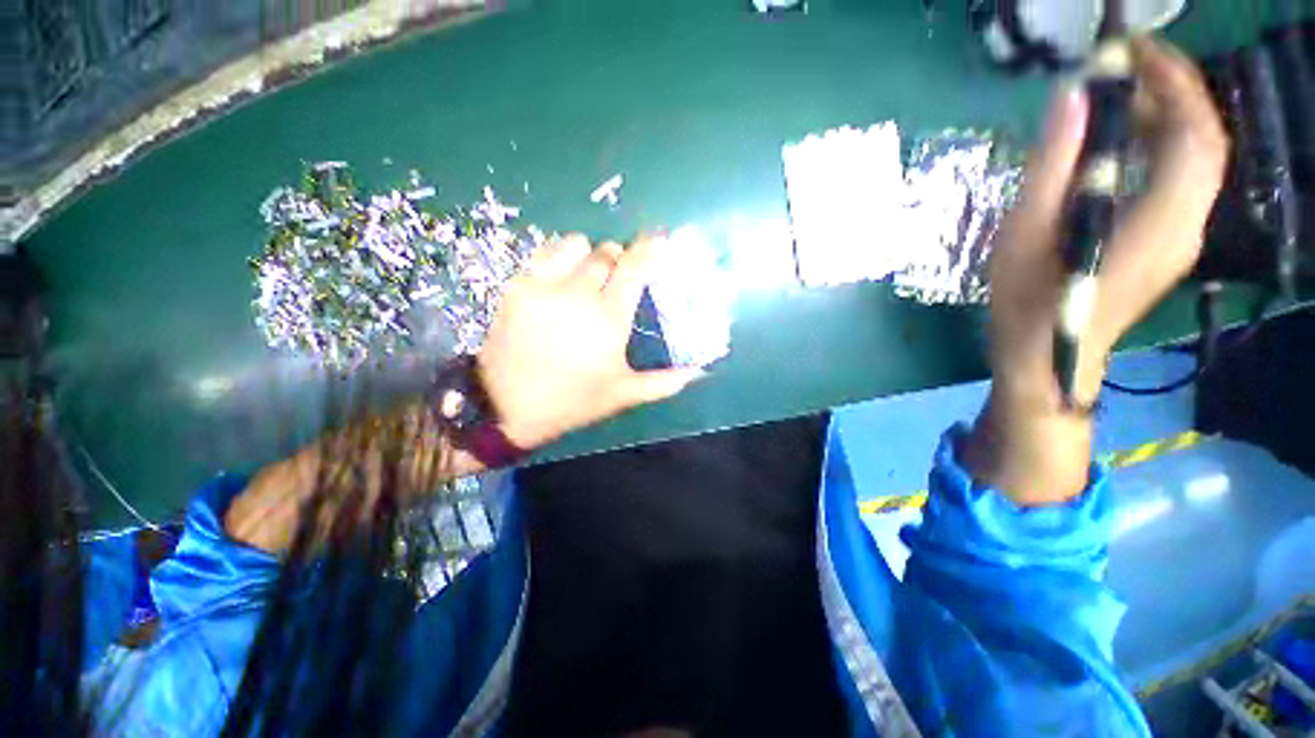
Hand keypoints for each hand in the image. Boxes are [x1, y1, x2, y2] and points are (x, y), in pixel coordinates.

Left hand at [478, 234, 705, 448]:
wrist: (506, 405)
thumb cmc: (572, 400)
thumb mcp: (623, 394)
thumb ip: (665, 382)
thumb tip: (700, 373)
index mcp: (609, 319)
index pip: (635, 268)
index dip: (650, 248)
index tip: (660, 239)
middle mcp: (580, 294)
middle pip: (607, 253)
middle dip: (619, 260)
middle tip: (619, 279)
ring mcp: (545, 286)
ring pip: (576, 245)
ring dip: (590, 255)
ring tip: (588, 276)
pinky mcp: (518, 285)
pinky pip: (546, 253)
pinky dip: (561, 257)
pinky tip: (562, 277)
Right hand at [967, 37, 1228, 503]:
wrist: (1048, 361)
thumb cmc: (1028, 304)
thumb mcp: (1025, 235)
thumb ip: (1053, 165)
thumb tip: (1073, 94)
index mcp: (1157, 220)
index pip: (1195, 131)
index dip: (1174, 79)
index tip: (1132, 48)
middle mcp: (1187, 223)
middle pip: (1205, 138)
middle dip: (1174, 88)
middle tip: (1124, 65)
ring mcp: (1183, 235)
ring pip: (1197, 157)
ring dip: (1168, 115)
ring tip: (1119, 97)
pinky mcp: (1169, 242)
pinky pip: (1182, 178)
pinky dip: (1162, 145)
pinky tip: (1125, 142)